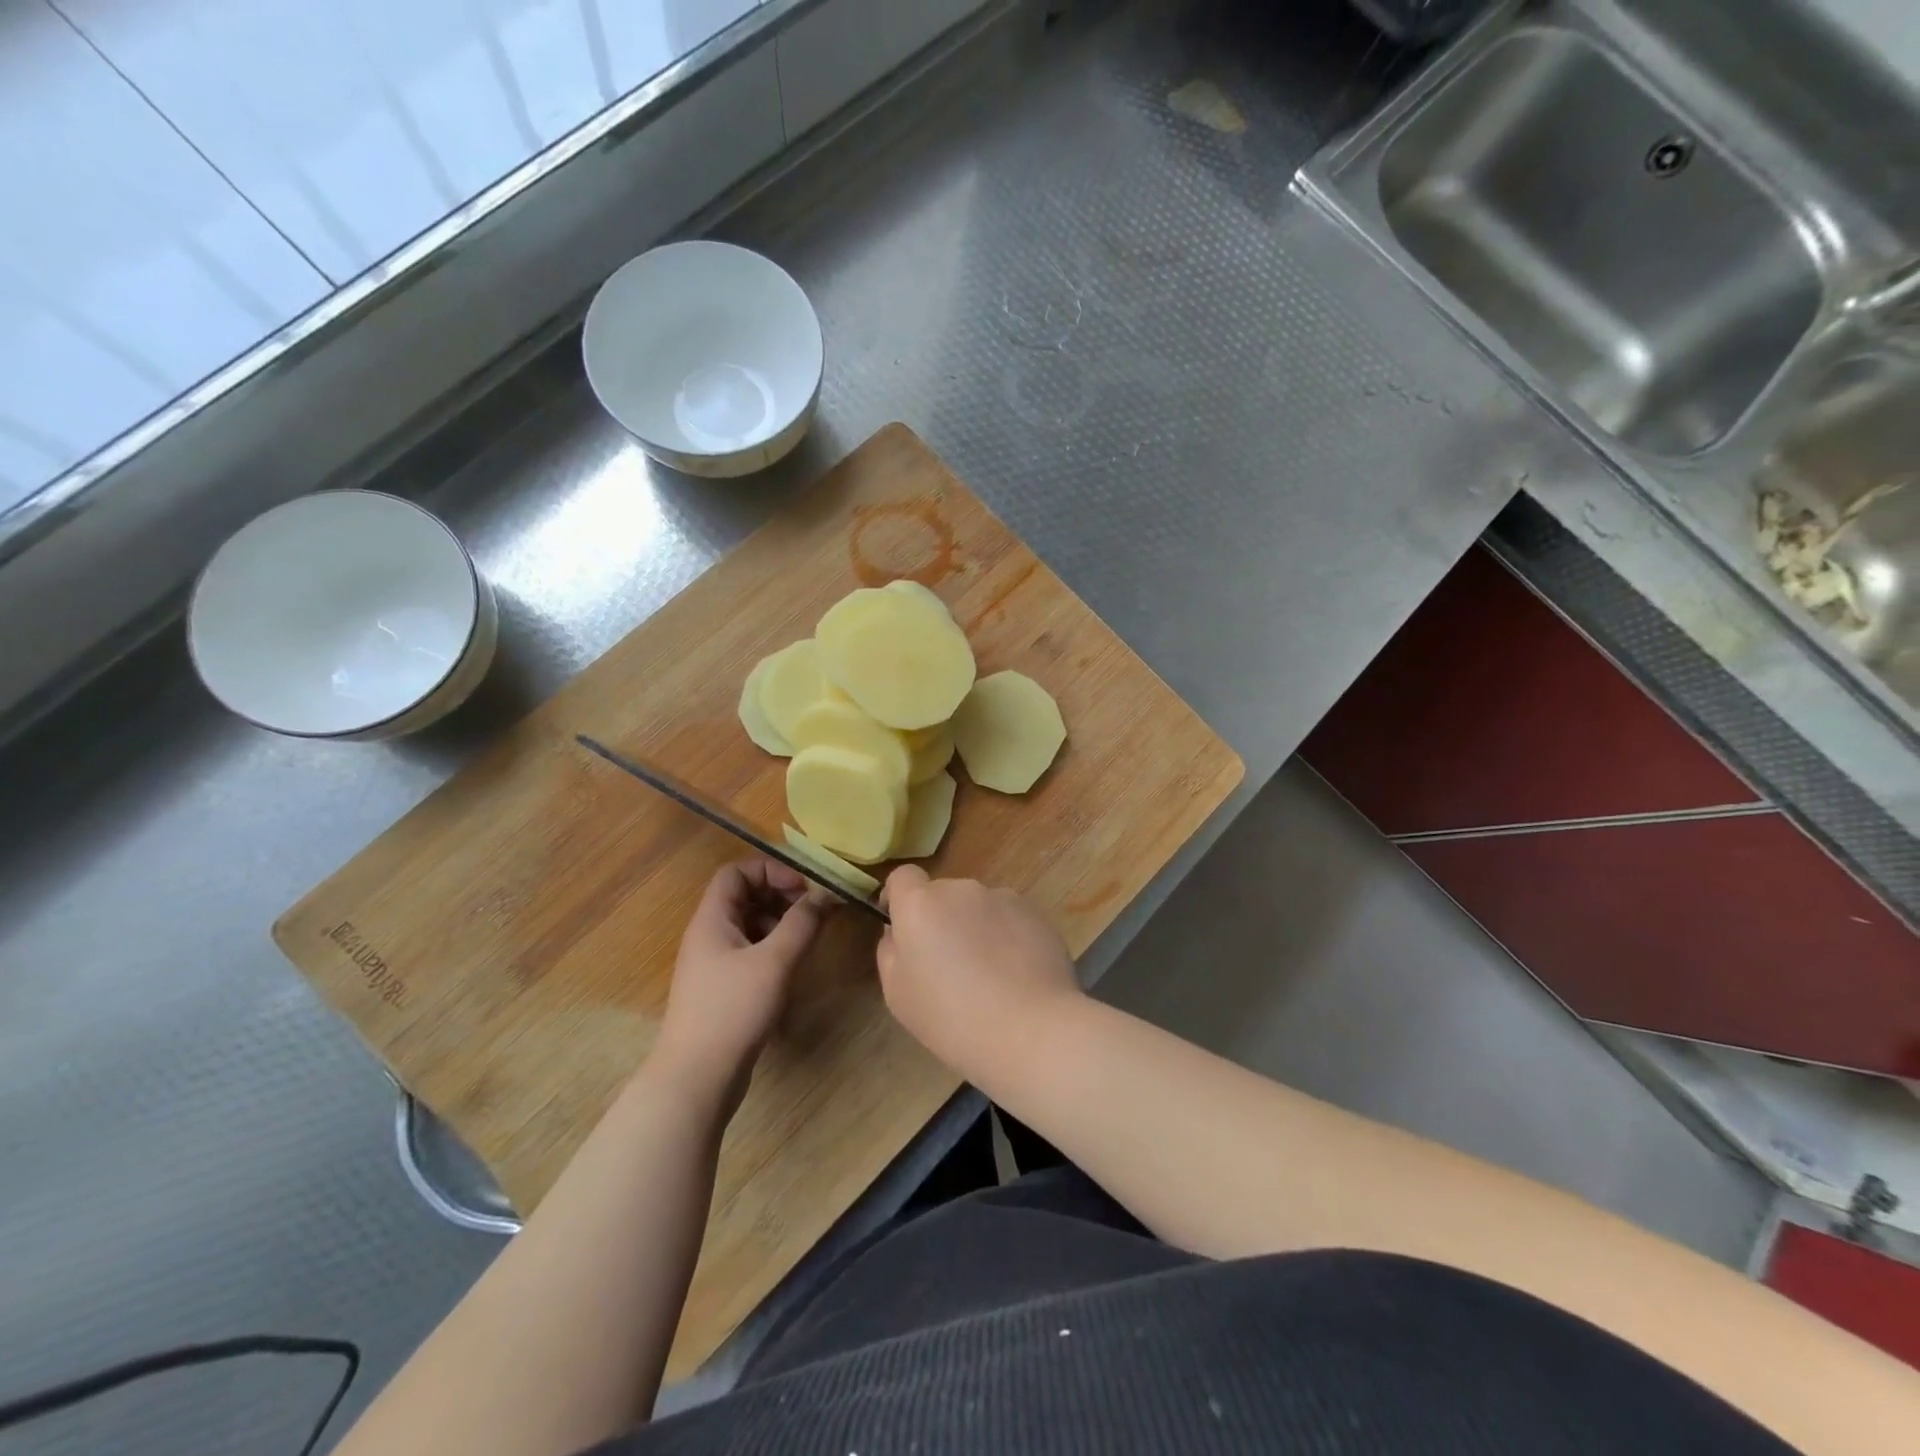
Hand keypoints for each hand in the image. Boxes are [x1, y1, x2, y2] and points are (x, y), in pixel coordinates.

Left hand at [655, 859, 821, 1101]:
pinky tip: (792, 965)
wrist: (696, 1078)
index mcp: (712, 920)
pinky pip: (750, 951)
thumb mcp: (774, 962)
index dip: (770, 871)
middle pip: (744, 896)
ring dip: (780, 922)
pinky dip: (774, 948)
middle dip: (780, 895)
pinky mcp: (723, 988)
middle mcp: (709, 935)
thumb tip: (824, 895)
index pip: (736, 872)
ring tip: (808, 937)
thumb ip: (801, 924)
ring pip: (749, 925)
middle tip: (813, 910)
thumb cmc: (732, 1010)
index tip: (803, 888)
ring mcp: (714, 963)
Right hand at [876, 865, 1083, 1082]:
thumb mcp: (897, 994)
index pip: (903, 876)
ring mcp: (1002, 897)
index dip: (899, 898)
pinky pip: (1009, 918)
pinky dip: (1007, 937)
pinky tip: (1016, 974)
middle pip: (943, 895)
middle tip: (949, 965)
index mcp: (920, 904)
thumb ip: (890, 951)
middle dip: (941, 920)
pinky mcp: (1035, 913)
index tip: (902, 926)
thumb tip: (899, 932)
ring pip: (978, 907)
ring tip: (989, 974)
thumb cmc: (951, 1018)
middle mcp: (961, 889)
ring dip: (976, 927)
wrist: (1029, 1030)